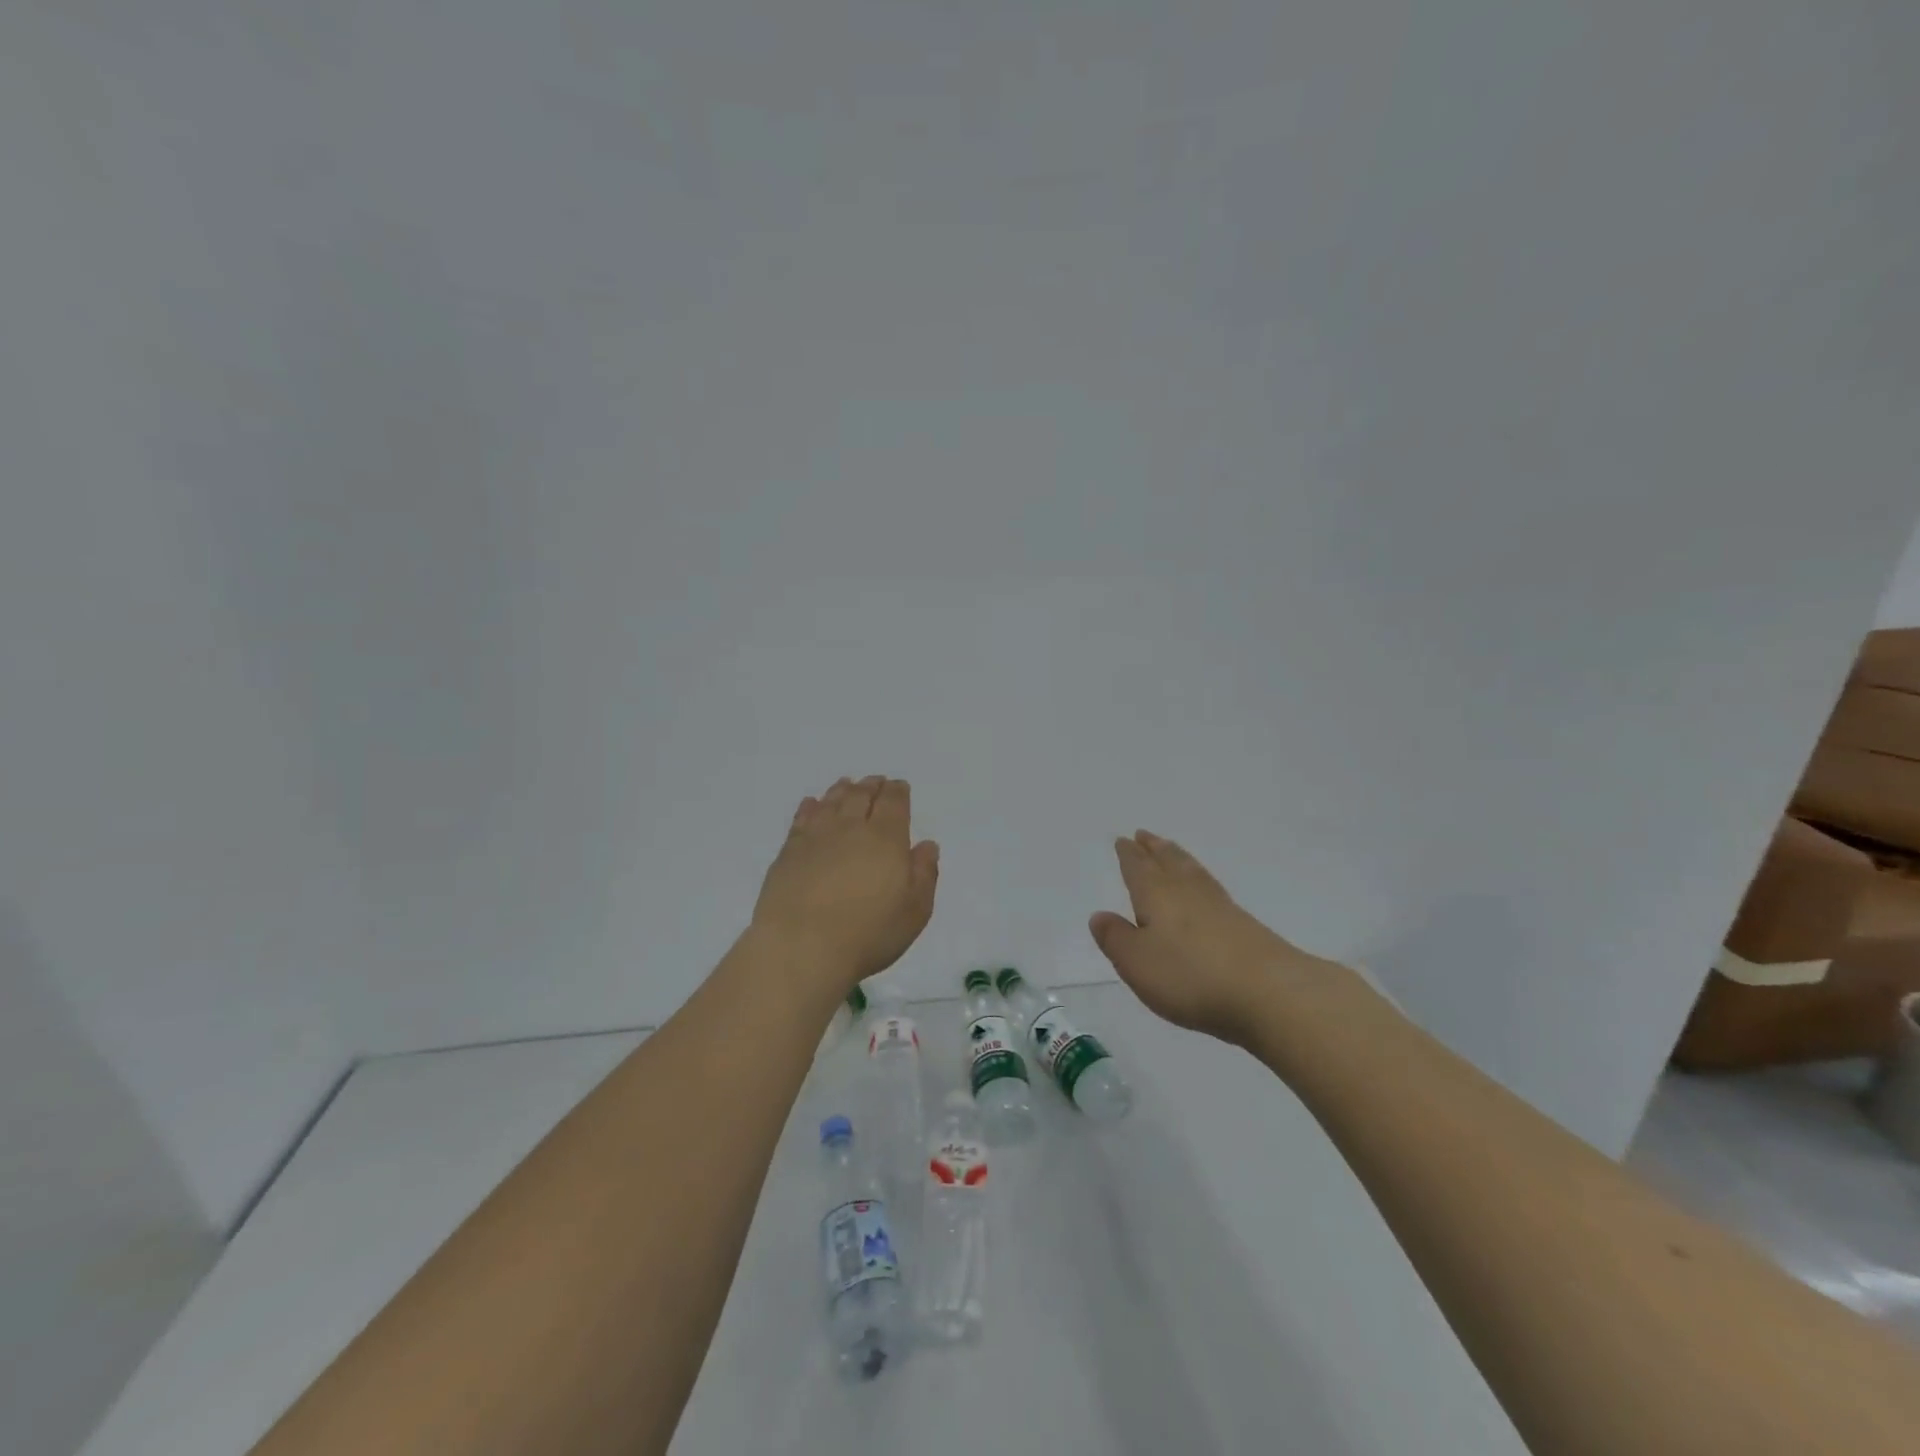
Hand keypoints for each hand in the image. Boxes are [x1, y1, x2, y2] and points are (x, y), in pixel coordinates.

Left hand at [752, 776, 939, 995]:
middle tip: (875, 781)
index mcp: (886, 838)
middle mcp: (851, 828)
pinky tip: (812, 804)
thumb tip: (926, 845)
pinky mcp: (789, 851)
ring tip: (847, 785)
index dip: (898, 791)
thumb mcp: (914, 911)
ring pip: (832, 801)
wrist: (802, 946)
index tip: (899, 786)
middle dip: (871, 786)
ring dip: (842, 790)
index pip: (894, 802)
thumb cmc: (868, 933)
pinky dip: (810, 807)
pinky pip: (802, 818)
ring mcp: (816, 837)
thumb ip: (924, 874)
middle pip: (862, 795)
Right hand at [1089, 831, 1336, 1044]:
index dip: (1129, 855)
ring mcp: (1220, 907)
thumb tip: (1099, 915)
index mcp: (1157, 895)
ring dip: (1179, 859)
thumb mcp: (1137, 962)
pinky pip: (1212, 890)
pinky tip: (1205, 891)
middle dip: (1154, 849)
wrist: (1269, 992)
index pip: (1138, 868)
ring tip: (1171, 850)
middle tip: (1145, 835)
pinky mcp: (1245, 926)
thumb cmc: (1190, 976)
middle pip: (1169, 862)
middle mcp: (1187, 892)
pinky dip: (1201, 881)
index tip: (1123, 840)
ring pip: (1193, 873)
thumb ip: (1116, 938)